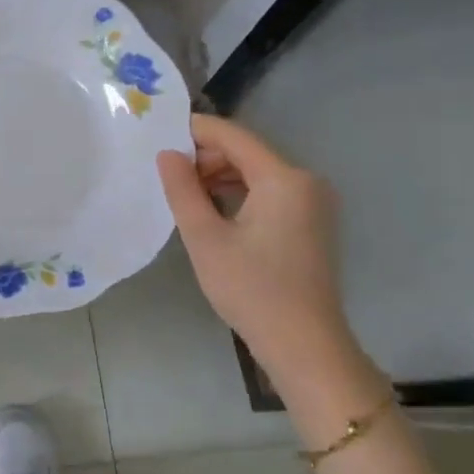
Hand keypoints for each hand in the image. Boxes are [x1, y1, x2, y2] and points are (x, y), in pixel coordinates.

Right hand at [157, 115, 354, 383]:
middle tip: (167, 176)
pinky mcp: (312, 223)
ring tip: (184, 196)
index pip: (234, 137)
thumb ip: (183, 190)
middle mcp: (306, 181)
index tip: (159, 134)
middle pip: (248, 153)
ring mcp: (313, 203)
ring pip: (258, 174)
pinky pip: (270, 194)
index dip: (196, 131)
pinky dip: (240, 195)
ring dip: (221, 178)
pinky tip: (213, 213)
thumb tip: (167, 154)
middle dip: (206, 158)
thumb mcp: (205, 238)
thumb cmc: (251, 289)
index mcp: (284, 178)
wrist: (303, 343)